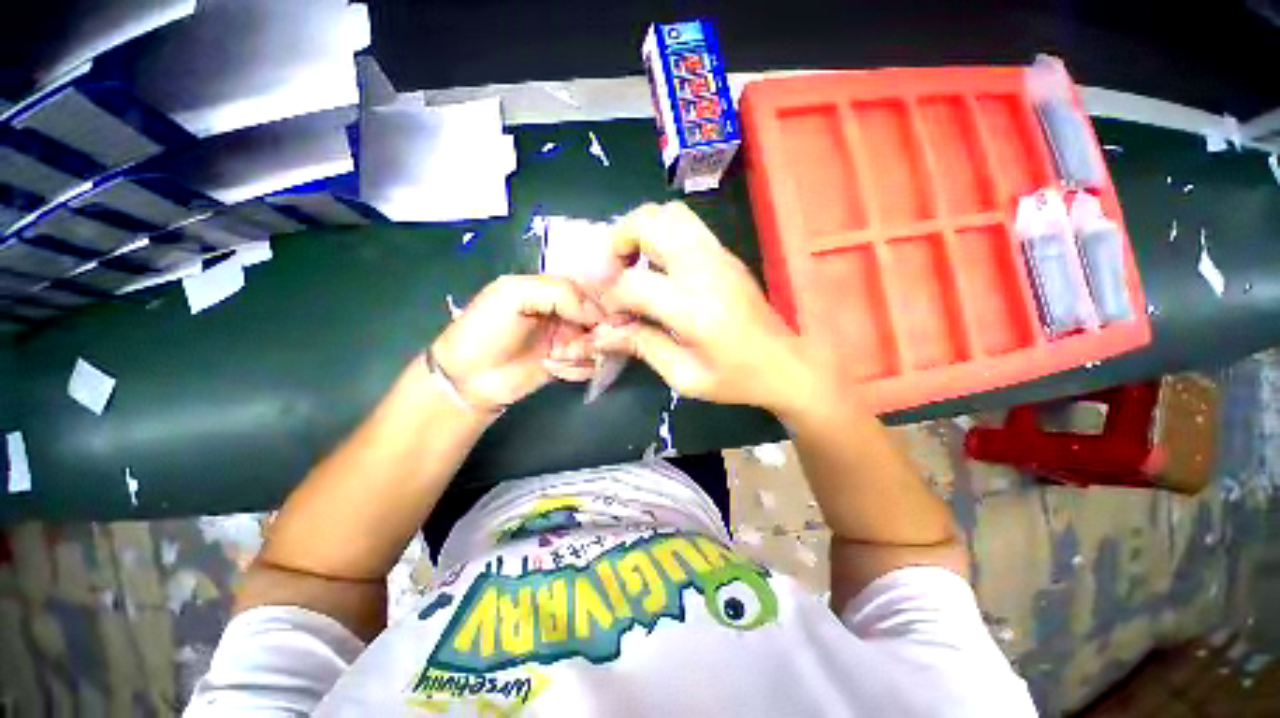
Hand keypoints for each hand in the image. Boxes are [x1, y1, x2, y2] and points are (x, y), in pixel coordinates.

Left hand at [431, 275, 602, 411]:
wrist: (469, 377)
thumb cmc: (487, 329)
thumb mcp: (515, 294)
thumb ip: (560, 293)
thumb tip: (599, 313)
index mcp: (555, 290)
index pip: (594, 292)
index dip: (601, 307)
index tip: (597, 323)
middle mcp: (567, 314)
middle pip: (601, 321)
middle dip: (593, 335)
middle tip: (573, 345)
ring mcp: (568, 340)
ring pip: (599, 345)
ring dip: (583, 354)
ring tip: (558, 358)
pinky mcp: (568, 364)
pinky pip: (590, 365)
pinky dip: (578, 369)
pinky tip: (555, 369)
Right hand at [591, 202, 818, 415]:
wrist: (786, 365)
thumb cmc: (736, 379)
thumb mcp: (684, 376)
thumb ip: (642, 346)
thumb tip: (603, 333)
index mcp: (693, 308)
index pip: (632, 284)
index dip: (611, 297)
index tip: (611, 314)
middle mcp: (704, 269)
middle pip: (649, 222)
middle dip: (618, 241)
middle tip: (613, 273)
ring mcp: (719, 255)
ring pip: (669, 213)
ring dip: (641, 230)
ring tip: (633, 263)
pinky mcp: (727, 254)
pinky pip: (687, 225)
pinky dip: (662, 234)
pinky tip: (659, 266)